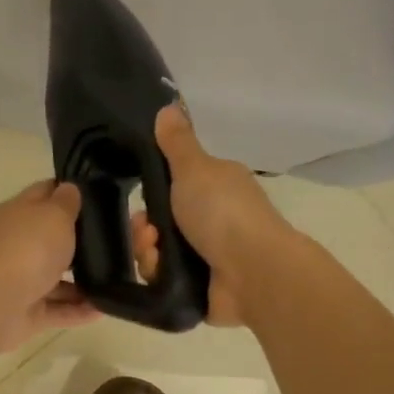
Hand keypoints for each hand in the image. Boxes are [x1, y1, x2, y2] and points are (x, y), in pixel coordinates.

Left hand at [0, 181, 100, 351]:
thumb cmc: (27, 249)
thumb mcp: (54, 215)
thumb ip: (66, 202)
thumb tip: (69, 189)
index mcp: (17, 213)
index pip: (44, 193)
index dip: (69, 191)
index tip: (99, 196)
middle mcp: (16, 244)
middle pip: (50, 238)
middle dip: (80, 241)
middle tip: (117, 242)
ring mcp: (19, 280)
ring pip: (55, 277)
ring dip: (83, 281)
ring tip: (115, 280)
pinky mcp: (26, 312)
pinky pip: (58, 309)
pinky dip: (78, 310)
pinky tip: (104, 308)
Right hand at [133, 105, 300, 325]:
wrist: (252, 272)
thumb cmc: (223, 212)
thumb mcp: (195, 168)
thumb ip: (177, 142)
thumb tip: (168, 106)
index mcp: (216, 189)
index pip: (175, 186)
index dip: (152, 192)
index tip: (140, 197)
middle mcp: (214, 221)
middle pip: (160, 222)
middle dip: (144, 227)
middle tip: (146, 230)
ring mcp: (208, 256)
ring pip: (157, 251)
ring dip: (146, 250)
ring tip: (154, 252)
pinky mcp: (200, 287)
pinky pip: (163, 279)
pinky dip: (157, 273)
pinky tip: (160, 271)